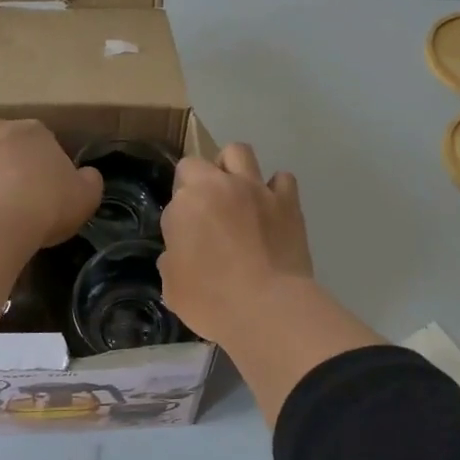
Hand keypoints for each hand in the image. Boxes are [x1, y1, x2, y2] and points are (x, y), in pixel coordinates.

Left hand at [0, 117, 101, 249]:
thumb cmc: (46, 206)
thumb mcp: (86, 197)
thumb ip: (89, 182)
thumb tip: (86, 175)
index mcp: (36, 131)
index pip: (46, 145)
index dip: (48, 169)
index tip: (50, 193)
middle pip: (8, 143)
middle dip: (13, 162)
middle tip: (20, 195)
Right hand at [158, 143, 313, 341]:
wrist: (268, 307)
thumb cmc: (212, 301)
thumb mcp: (173, 289)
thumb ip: (172, 261)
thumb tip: (179, 252)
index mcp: (185, 204)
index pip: (173, 200)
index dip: (178, 219)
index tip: (185, 240)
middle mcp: (218, 186)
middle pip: (197, 164)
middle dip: (196, 182)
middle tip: (205, 212)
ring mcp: (255, 189)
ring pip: (239, 152)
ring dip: (232, 168)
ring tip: (236, 193)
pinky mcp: (287, 201)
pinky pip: (282, 179)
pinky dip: (275, 189)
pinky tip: (272, 208)